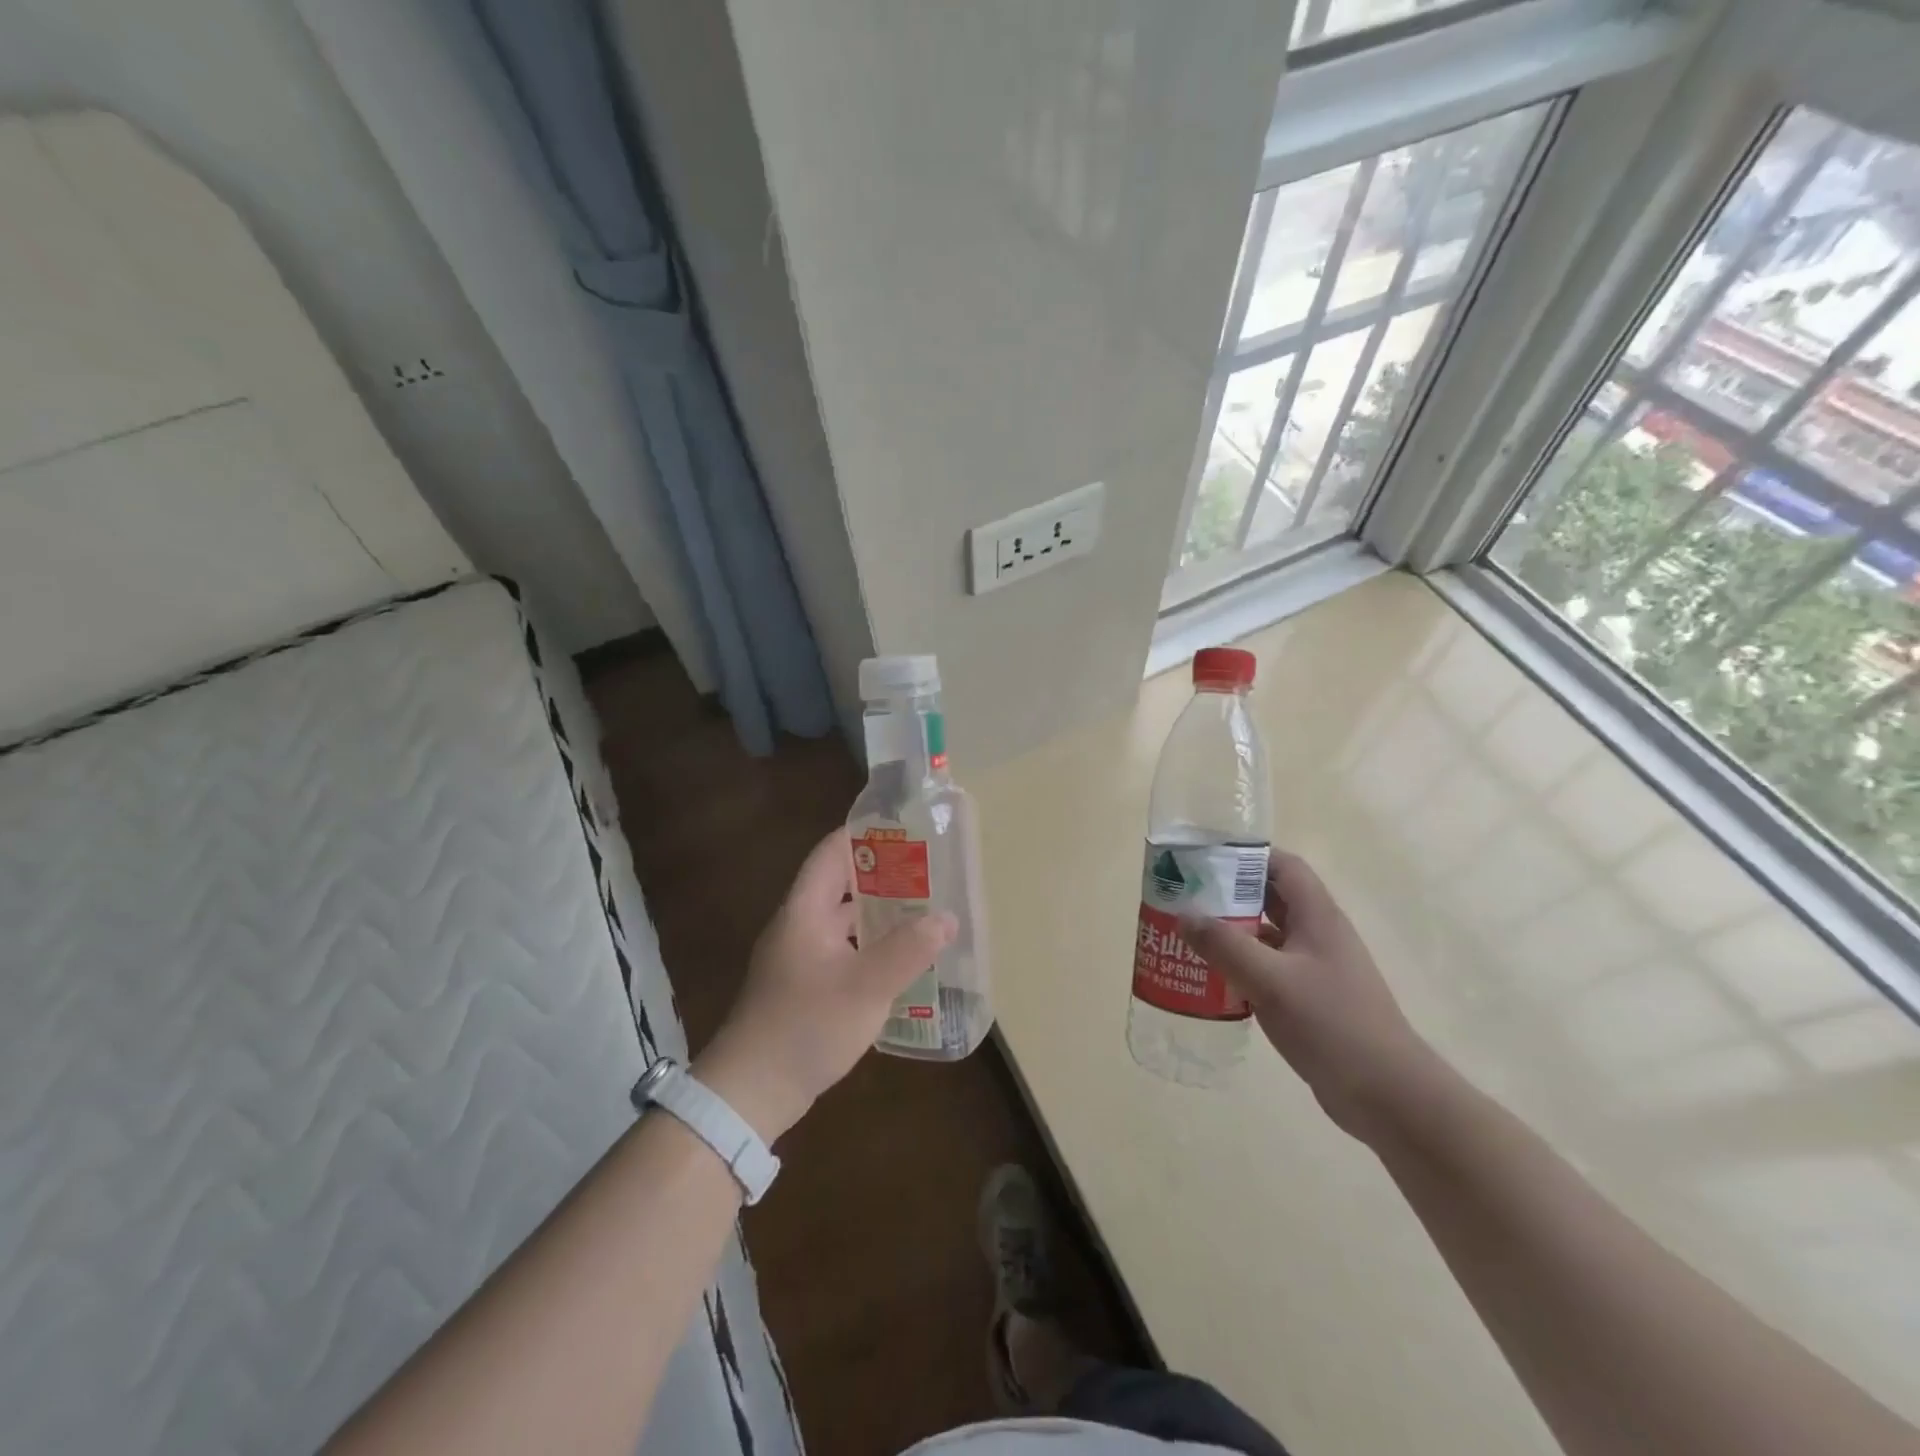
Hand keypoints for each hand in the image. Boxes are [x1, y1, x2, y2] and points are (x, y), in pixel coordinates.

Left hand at [693, 829, 955, 1142]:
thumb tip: (946, 918)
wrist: (751, 1092)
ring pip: (844, 920)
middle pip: (841, 885)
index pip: (832, 852)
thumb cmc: (806, 1026)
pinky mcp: (804, 986)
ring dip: (879, 913)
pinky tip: (901, 958)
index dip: (864, 834)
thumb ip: (908, 949)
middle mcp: (799, 925)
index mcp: (804, 911)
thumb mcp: (866, 987)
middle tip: (928, 871)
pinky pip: (843, 950)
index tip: (904, 828)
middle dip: (883, 875)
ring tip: (924, 909)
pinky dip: (871, 945)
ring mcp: (799, 957)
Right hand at [1180, 852, 1436, 1142]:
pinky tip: (1213, 979)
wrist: (1388, 1095)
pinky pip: (1270, 968)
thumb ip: (1225, 945)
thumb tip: (1184, 916)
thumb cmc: (1332, 1025)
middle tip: (1185, 899)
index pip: (1283, 866)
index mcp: (1318, 916)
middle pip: (1270, 898)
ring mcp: (1317, 968)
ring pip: (1267, 936)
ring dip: (1232, 933)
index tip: (1204, 860)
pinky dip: (1242, 966)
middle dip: (1228, 895)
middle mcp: (1319, 934)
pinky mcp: (1312, 999)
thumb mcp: (1271, 980)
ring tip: (1189, 936)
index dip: (1246, 856)